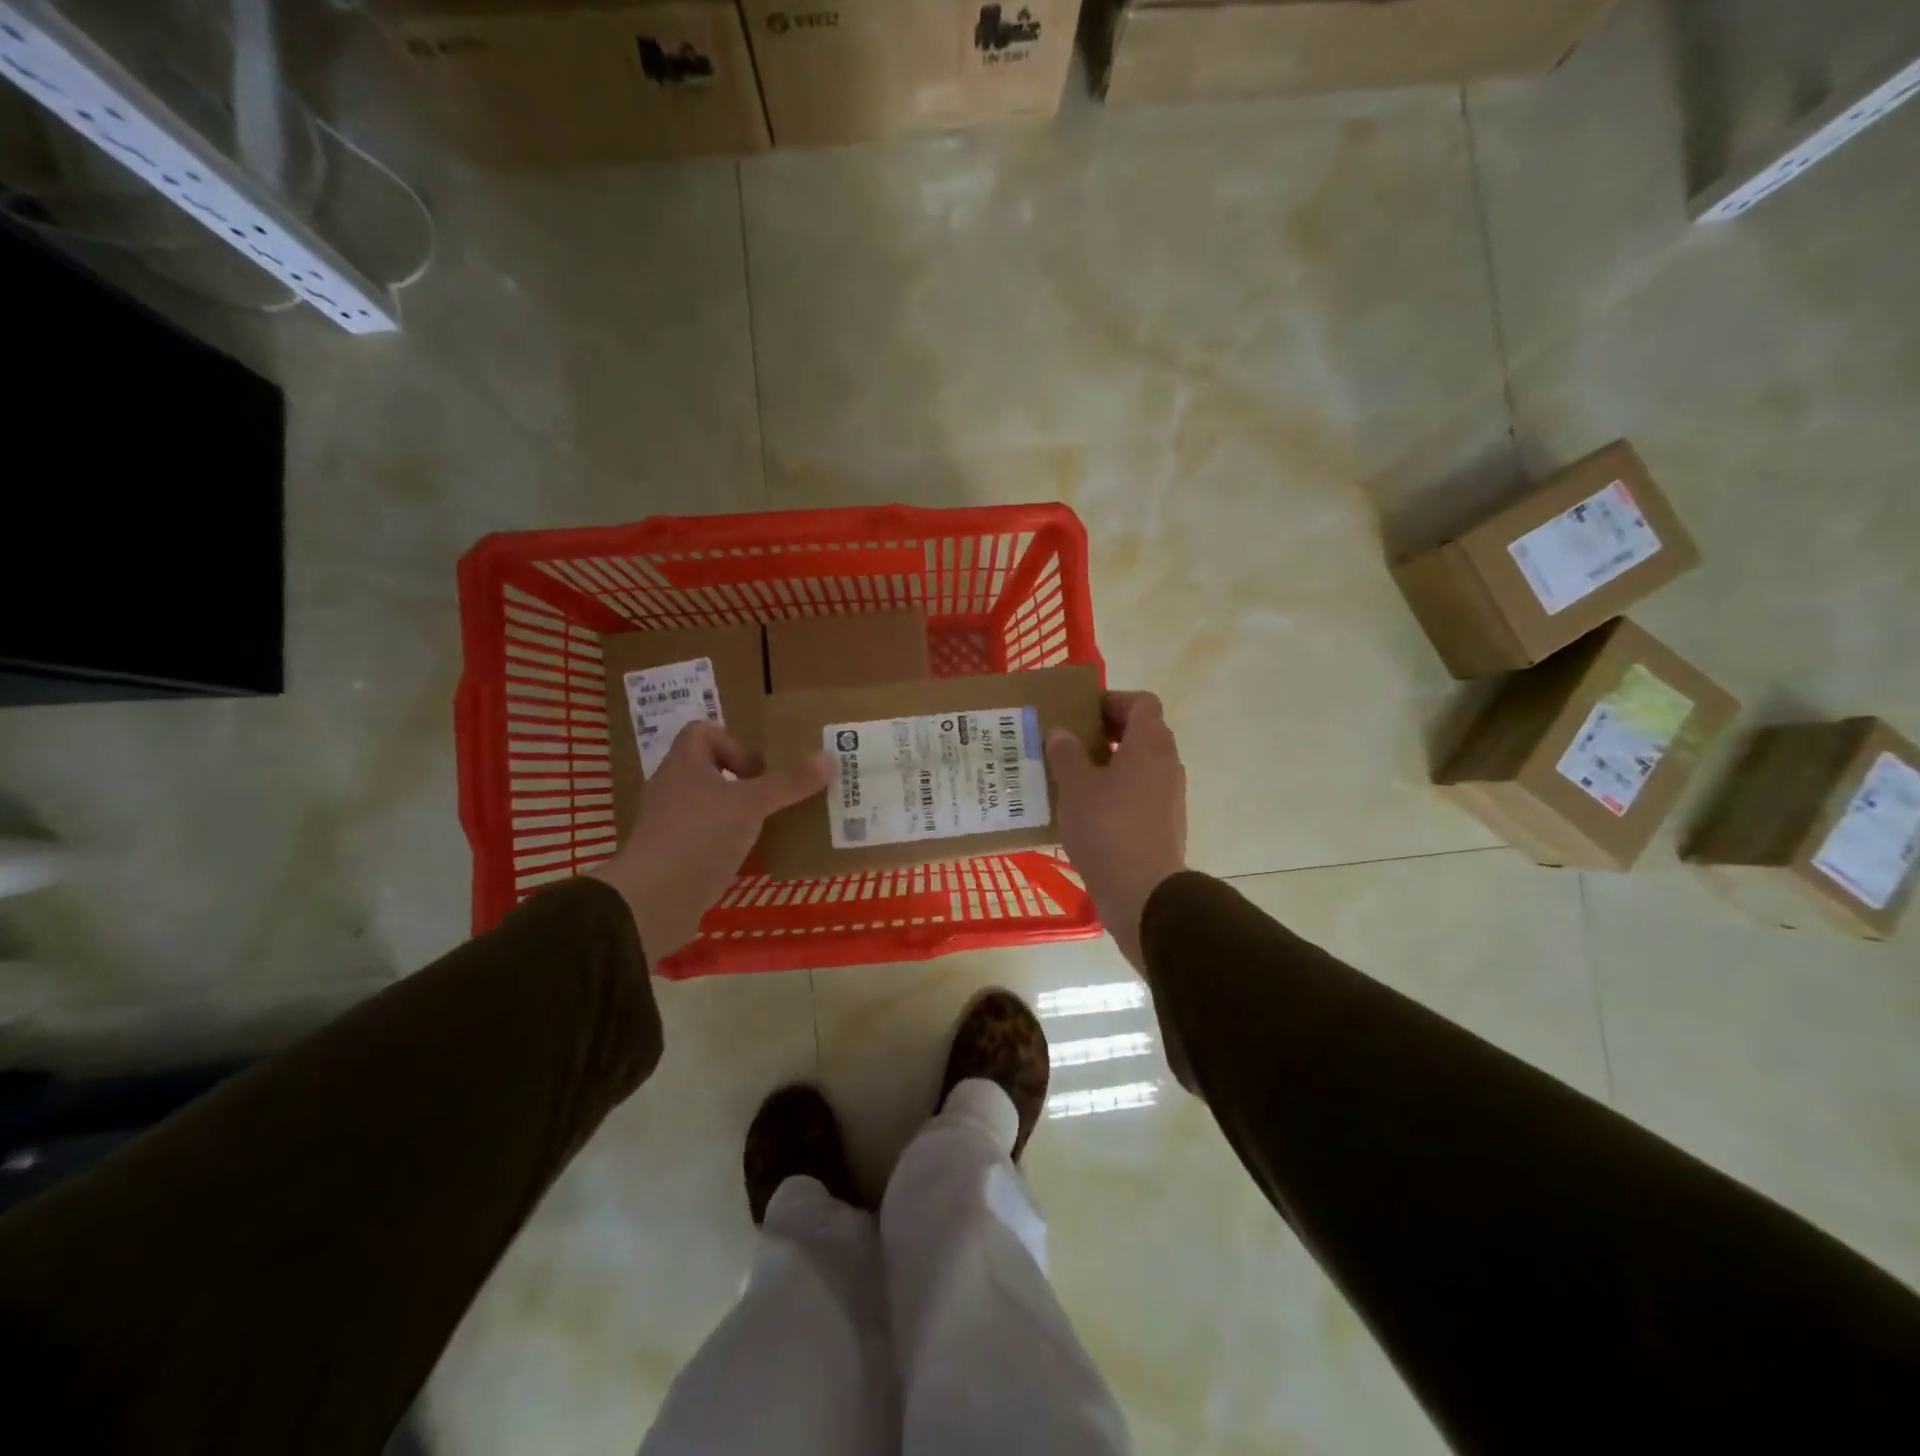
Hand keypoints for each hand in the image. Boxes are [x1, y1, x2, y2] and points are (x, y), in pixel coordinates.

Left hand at [590, 722, 829, 963]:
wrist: (654, 899)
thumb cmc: (702, 835)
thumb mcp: (753, 805)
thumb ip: (790, 783)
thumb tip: (829, 757)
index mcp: (684, 763)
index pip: (702, 731)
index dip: (733, 742)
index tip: (757, 770)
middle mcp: (671, 787)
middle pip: (708, 768)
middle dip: (742, 780)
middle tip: (771, 796)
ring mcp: (668, 823)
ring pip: (707, 804)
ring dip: (735, 811)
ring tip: (766, 825)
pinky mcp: (671, 854)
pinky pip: (703, 835)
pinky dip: (724, 840)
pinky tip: (746, 855)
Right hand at [1046, 692, 1187, 971]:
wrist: (1143, 893)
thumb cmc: (1107, 829)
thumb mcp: (1075, 787)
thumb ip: (1066, 754)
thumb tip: (1062, 733)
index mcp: (1150, 745)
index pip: (1142, 702)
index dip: (1113, 700)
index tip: (1083, 713)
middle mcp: (1167, 765)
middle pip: (1143, 733)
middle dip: (1108, 733)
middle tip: (1072, 743)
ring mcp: (1170, 797)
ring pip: (1141, 766)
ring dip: (1111, 765)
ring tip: (1073, 778)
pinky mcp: (1165, 826)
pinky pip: (1141, 795)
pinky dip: (1118, 793)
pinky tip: (1087, 812)